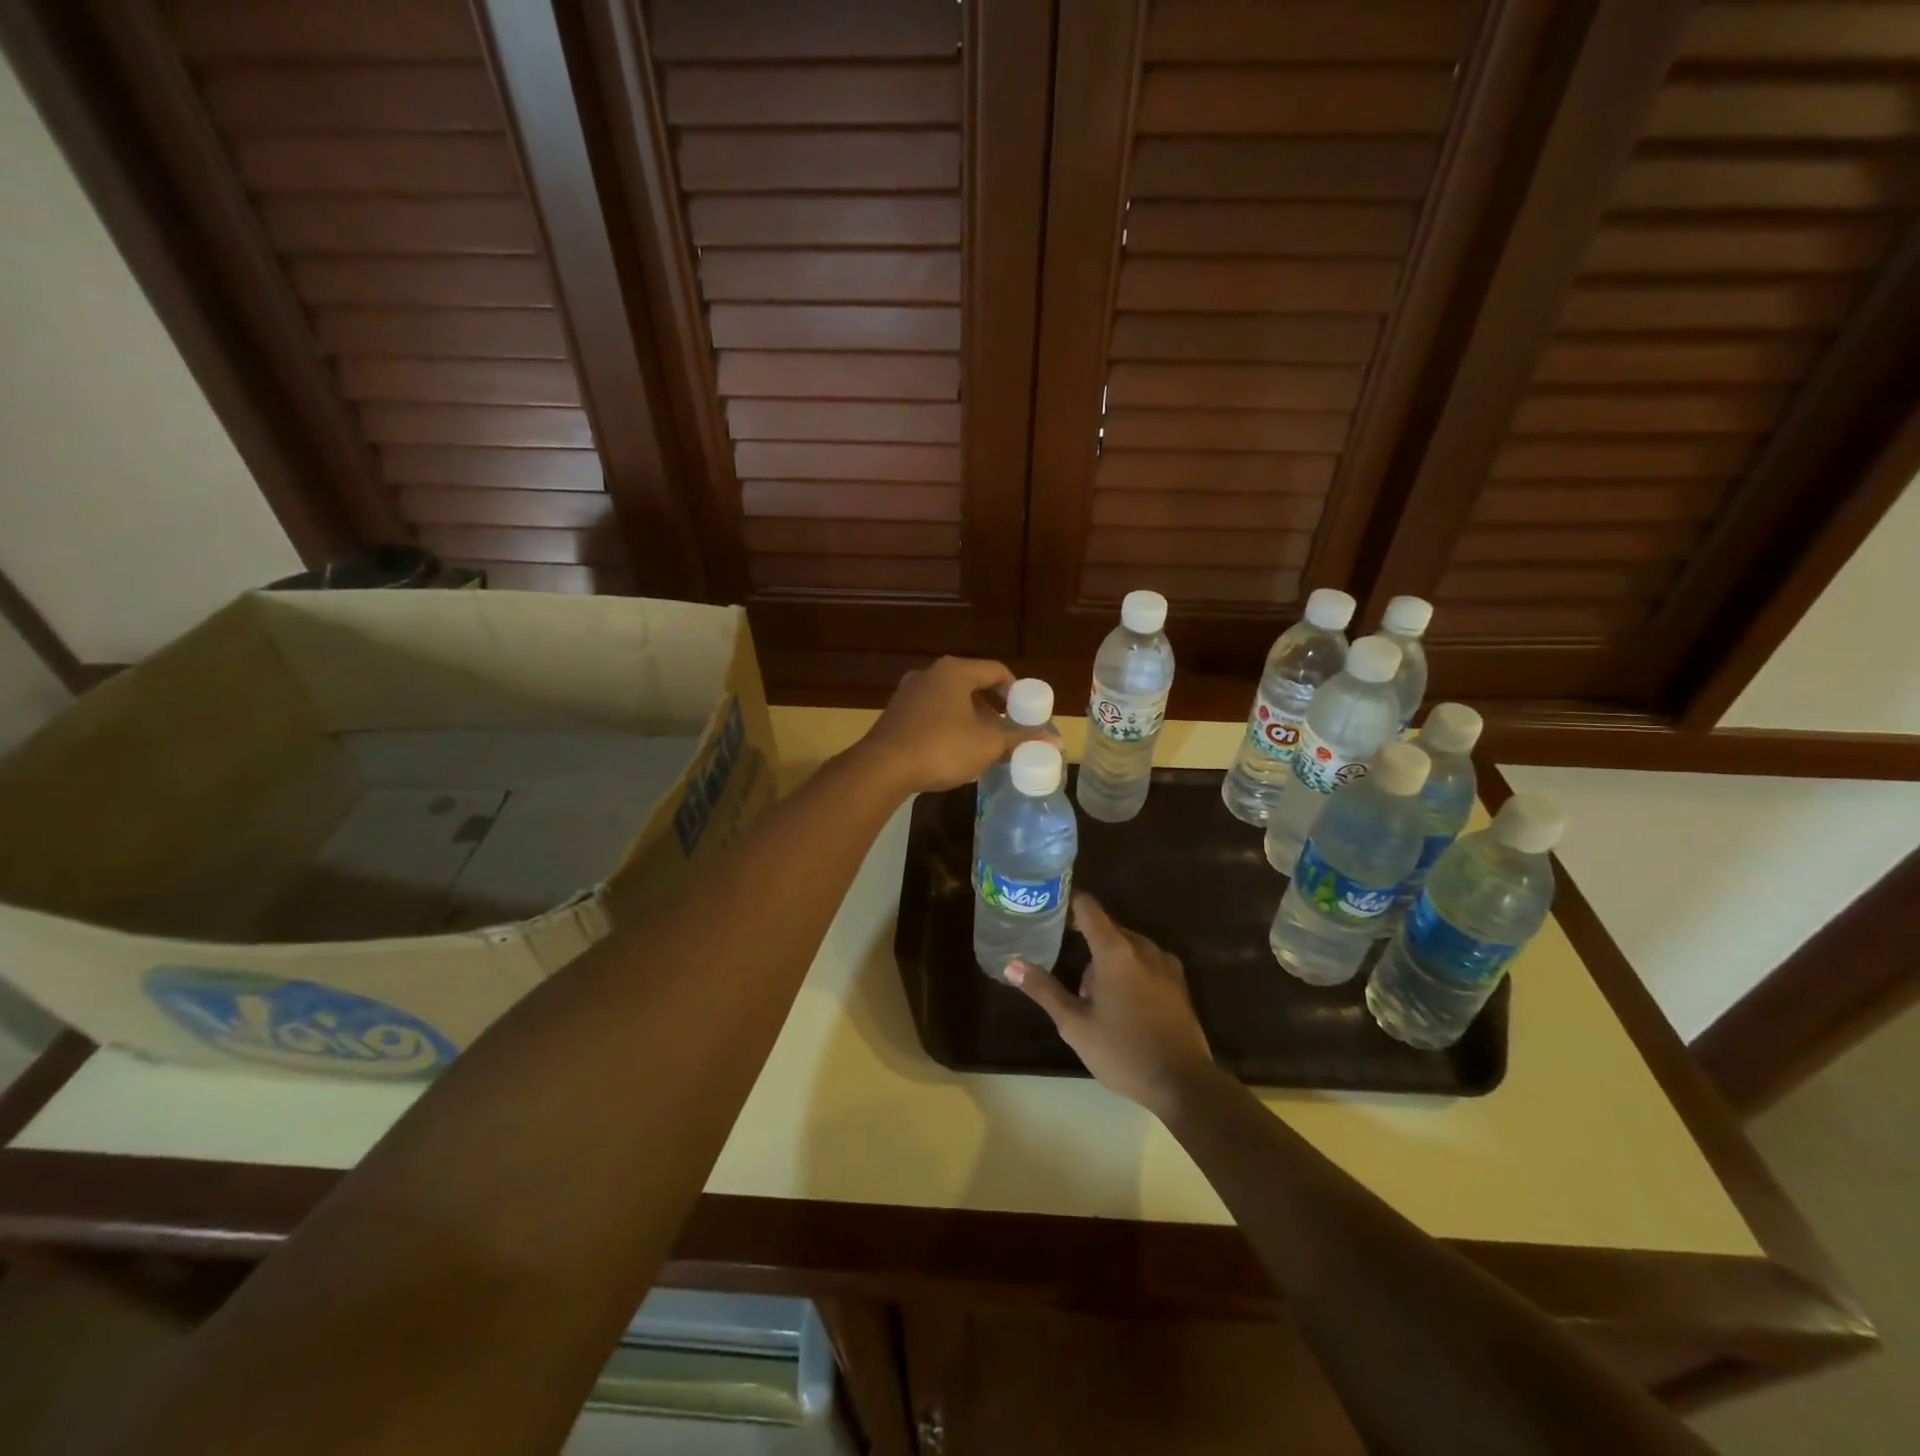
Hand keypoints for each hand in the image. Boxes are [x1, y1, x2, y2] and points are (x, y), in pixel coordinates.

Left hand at [856, 657, 1055, 796]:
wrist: (882, 768)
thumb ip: (1021, 739)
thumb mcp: (987, 745)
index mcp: (955, 672)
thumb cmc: (941, 748)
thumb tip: (1057, 741)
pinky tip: (952, 751)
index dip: (1016, 691)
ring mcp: (908, 692)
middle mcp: (930, 674)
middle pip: (971, 684)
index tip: (1025, 713)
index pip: (996, 670)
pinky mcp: (895, 713)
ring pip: (949, 699)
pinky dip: (947, 725)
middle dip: (992, 707)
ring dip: (969, 718)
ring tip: (982, 744)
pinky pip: (930, 712)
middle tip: (1006, 730)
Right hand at [1007, 895, 1214, 1118]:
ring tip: (1096, 999)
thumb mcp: (1075, 1025)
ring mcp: (1165, 964)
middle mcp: (1142, 947)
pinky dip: (1130, 970)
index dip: (1068, 905)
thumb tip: (1011, 964)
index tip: (1050, 912)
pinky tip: (1124, 1004)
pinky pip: (1146, 961)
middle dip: (1087, 944)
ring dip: (1109, 961)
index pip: (1088, 908)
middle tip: (1070, 976)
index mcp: (1115, 951)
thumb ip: (1044, 990)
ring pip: (1128, 946)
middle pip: (1107, 929)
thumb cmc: (1123, 1052)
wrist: (1184, 1083)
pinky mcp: (1179, 982)